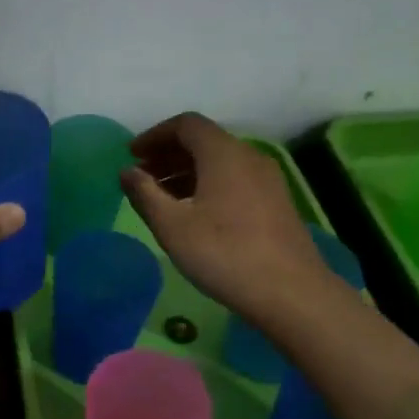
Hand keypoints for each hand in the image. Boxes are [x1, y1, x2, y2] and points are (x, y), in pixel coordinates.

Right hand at [120, 112, 334, 318]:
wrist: (292, 294)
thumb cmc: (224, 254)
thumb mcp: (172, 226)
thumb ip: (144, 194)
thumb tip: (127, 172)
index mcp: (223, 154)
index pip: (186, 124)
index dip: (155, 135)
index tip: (132, 155)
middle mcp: (248, 157)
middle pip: (203, 140)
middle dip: (168, 154)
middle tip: (142, 177)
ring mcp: (267, 180)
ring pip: (219, 161)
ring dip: (186, 171)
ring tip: (161, 197)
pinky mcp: (275, 202)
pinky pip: (234, 178)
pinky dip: (207, 184)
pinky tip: (193, 213)